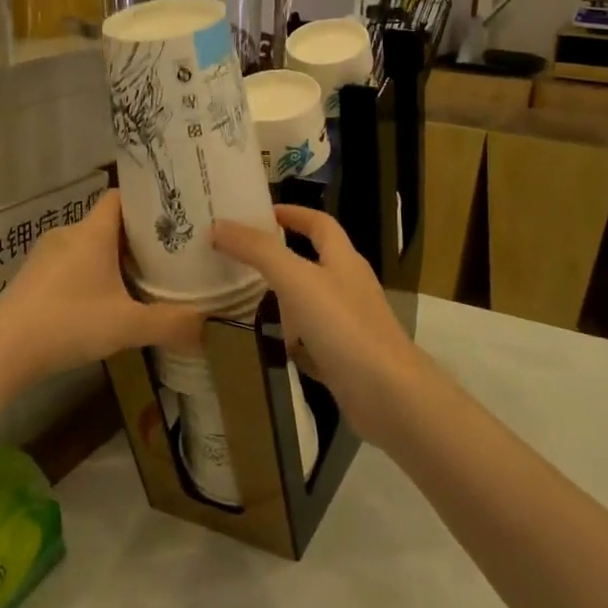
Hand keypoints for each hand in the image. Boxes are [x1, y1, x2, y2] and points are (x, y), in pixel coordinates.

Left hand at [0, 191, 202, 387]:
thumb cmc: (67, 324)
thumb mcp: (127, 326)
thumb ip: (172, 324)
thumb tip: (210, 329)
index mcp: (92, 232)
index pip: (121, 197)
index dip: (147, 203)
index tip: (173, 218)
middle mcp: (67, 235)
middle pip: (108, 224)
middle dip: (137, 238)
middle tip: (169, 255)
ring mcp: (45, 257)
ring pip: (88, 246)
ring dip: (112, 260)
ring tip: (142, 280)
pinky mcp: (31, 279)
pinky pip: (70, 266)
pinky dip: (89, 276)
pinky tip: (102, 303)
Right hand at [213, 205, 426, 444]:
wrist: (387, 394)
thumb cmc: (343, 326)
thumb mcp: (297, 280)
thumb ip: (259, 252)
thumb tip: (219, 224)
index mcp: (343, 260)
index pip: (320, 224)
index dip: (293, 213)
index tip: (260, 213)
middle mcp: (349, 287)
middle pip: (314, 262)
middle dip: (280, 257)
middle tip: (239, 257)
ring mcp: (349, 324)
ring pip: (310, 303)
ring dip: (282, 299)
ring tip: (242, 299)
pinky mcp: (344, 358)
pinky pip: (311, 340)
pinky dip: (290, 339)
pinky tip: (268, 346)